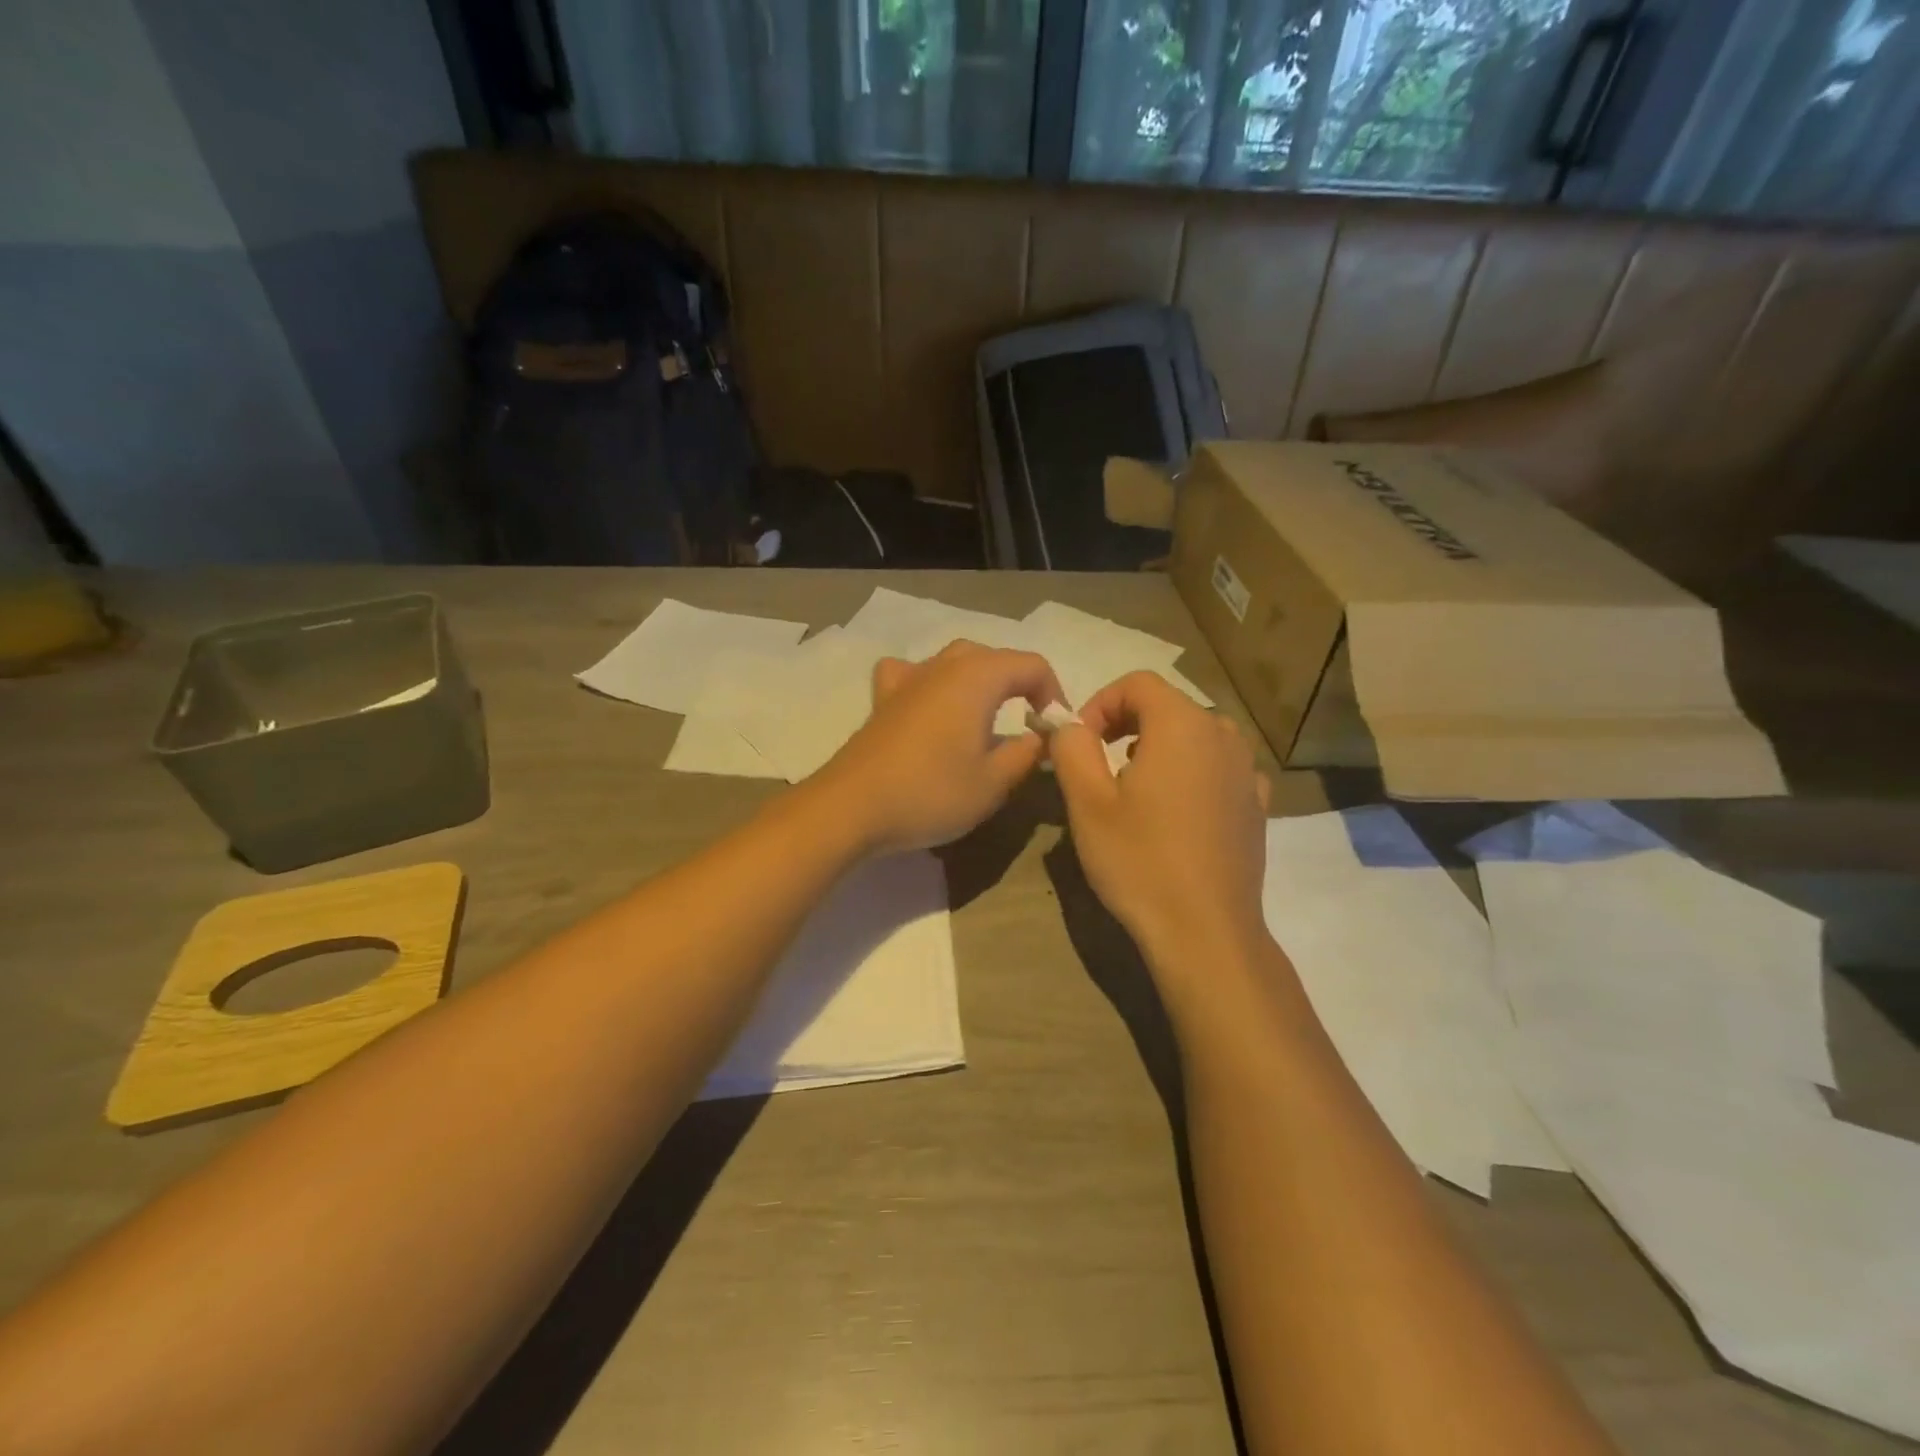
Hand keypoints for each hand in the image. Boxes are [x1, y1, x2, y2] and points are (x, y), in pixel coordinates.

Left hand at [814, 641, 1062, 854]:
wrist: (852, 807)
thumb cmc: (931, 792)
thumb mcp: (994, 783)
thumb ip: (1026, 754)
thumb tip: (1039, 737)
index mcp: (977, 677)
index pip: (1032, 666)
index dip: (1053, 694)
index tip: (1055, 732)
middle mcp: (943, 666)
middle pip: (994, 658)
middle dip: (1019, 686)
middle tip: (1027, 726)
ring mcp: (908, 679)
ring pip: (954, 661)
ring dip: (979, 681)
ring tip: (986, 716)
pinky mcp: (883, 699)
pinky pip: (912, 674)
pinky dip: (929, 682)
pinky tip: (928, 704)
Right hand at [1049, 672, 1270, 971]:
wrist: (1205, 931)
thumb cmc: (1139, 861)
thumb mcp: (1087, 802)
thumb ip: (1072, 747)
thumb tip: (1068, 724)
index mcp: (1183, 725)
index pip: (1138, 684)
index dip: (1100, 703)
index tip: (1079, 742)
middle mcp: (1223, 736)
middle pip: (1169, 706)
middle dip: (1126, 724)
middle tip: (1098, 763)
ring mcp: (1247, 771)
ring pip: (1196, 736)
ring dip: (1159, 747)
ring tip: (1134, 787)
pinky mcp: (1257, 804)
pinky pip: (1219, 768)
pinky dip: (1192, 772)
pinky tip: (1176, 810)